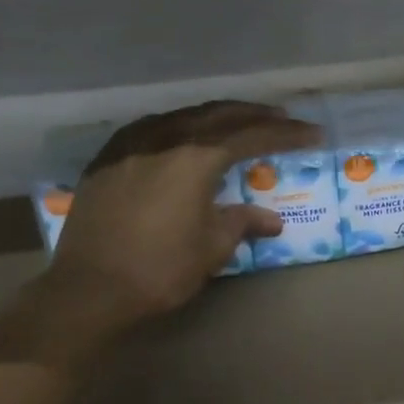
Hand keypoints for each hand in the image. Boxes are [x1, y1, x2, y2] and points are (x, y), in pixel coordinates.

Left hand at [47, 101, 321, 330]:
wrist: (89, 289)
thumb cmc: (160, 269)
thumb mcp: (212, 248)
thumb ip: (242, 222)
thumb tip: (271, 219)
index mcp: (196, 157)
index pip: (252, 135)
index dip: (286, 134)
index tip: (313, 133)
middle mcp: (165, 138)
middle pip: (219, 115)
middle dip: (254, 115)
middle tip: (282, 118)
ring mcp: (132, 144)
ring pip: (184, 116)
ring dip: (217, 117)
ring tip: (240, 122)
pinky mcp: (108, 157)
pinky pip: (153, 128)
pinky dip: (180, 126)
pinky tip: (186, 135)